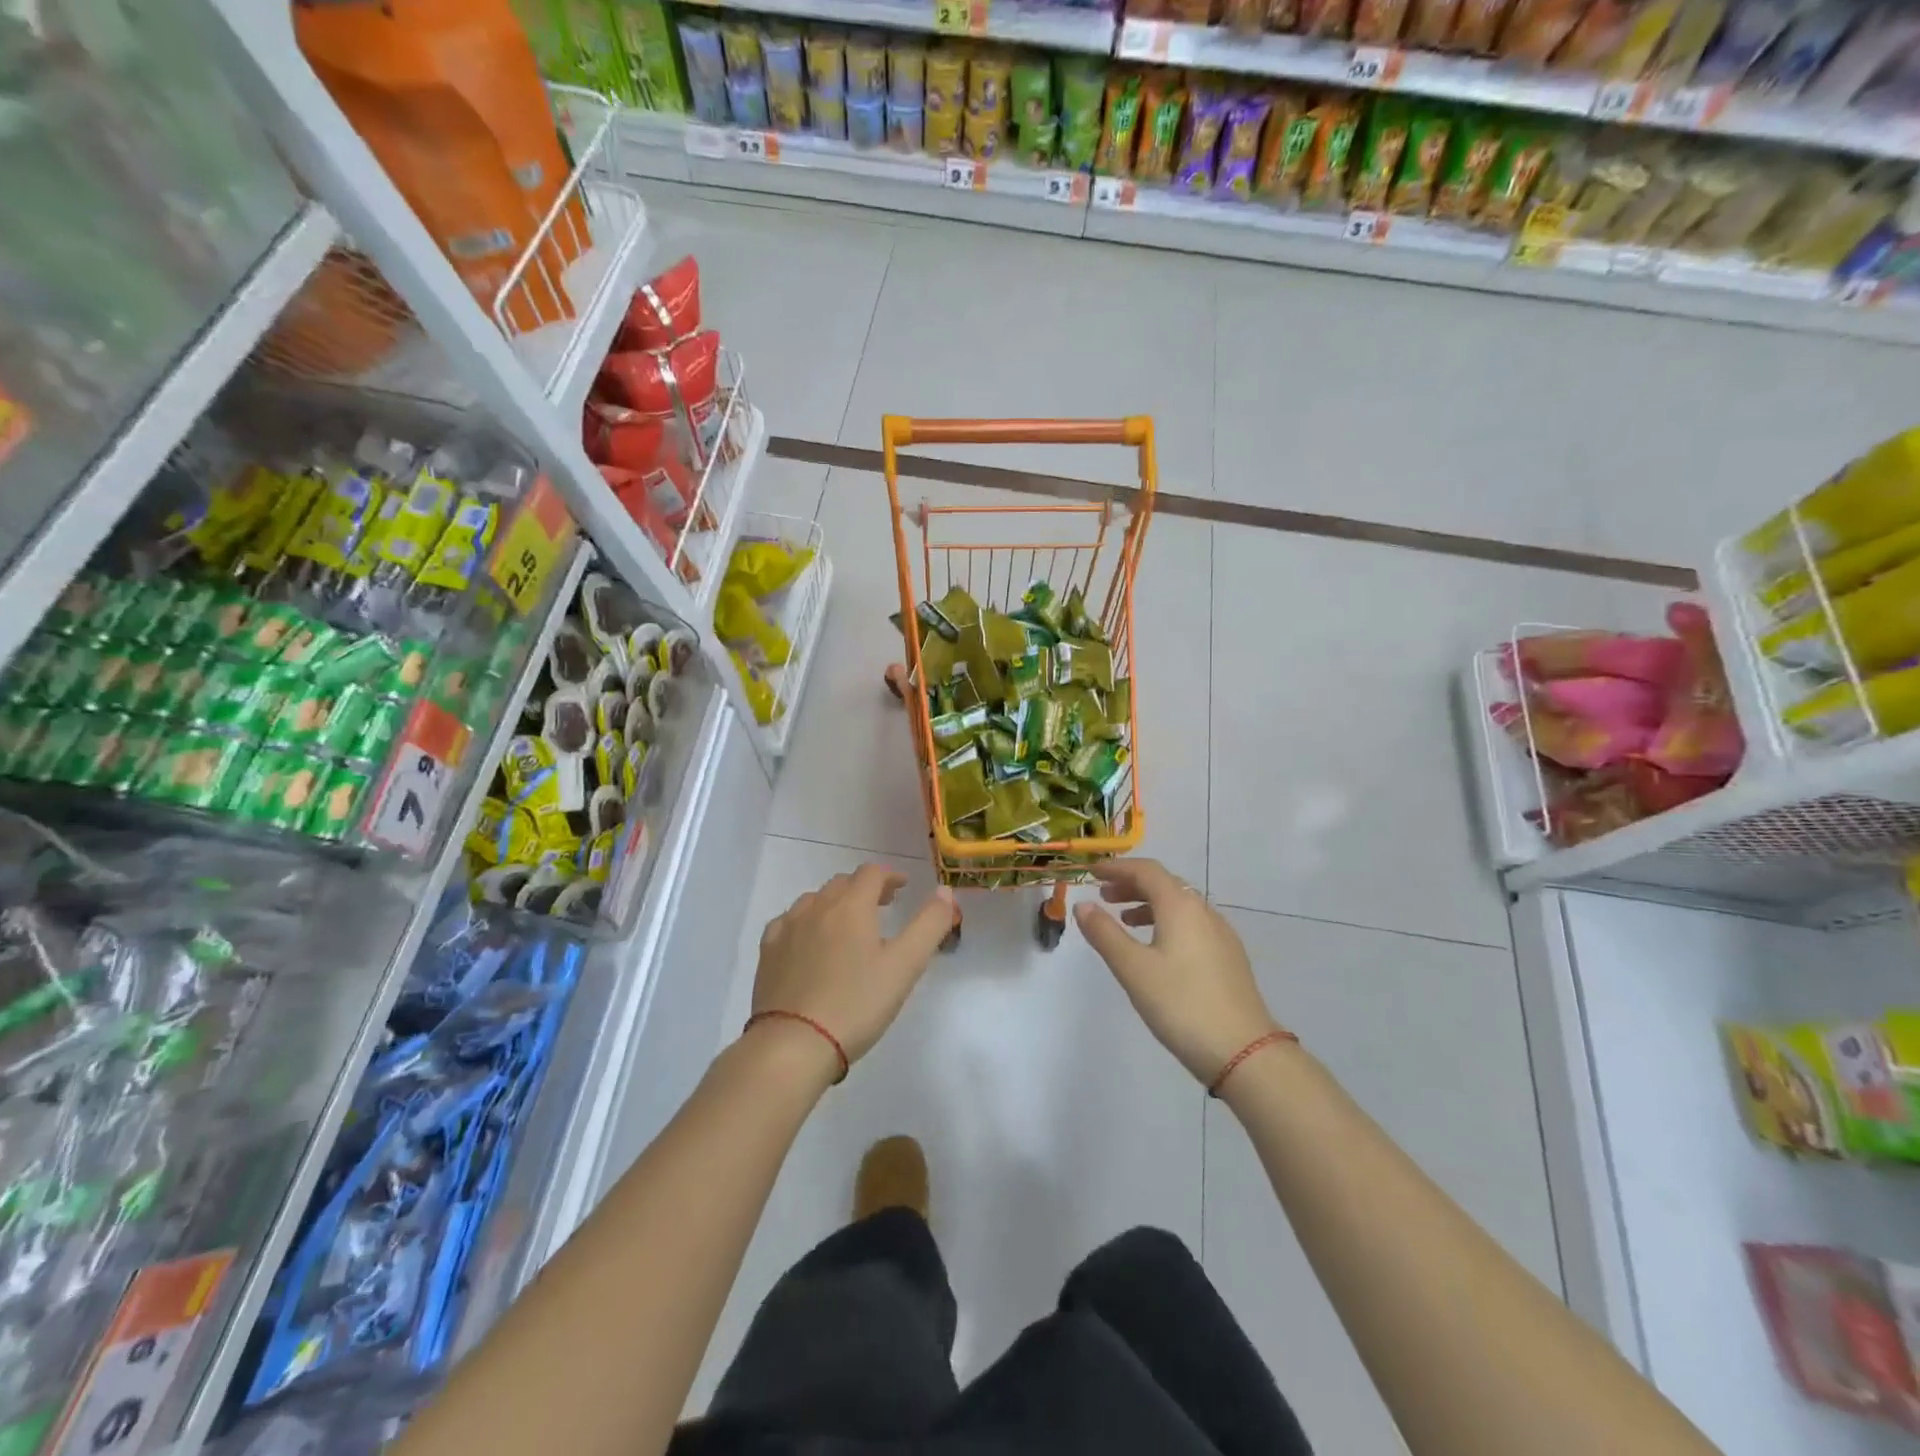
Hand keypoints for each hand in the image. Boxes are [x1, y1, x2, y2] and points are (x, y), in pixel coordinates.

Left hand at [751, 865, 954, 1068]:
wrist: (793, 1044)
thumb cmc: (856, 1004)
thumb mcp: (905, 966)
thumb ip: (930, 924)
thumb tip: (945, 891)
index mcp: (851, 906)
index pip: (872, 873)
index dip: (890, 876)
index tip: (903, 888)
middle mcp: (816, 907)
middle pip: (843, 883)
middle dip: (865, 889)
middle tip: (882, 907)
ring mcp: (787, 928)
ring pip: (814, 900)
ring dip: (835, 904)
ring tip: (848, 925)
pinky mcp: (767, 952)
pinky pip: (789, 922)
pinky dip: (806, 922)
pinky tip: (809, 942)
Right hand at [1074, 859, 1282, 1085]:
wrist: (1244, 1051)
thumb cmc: (1181, 1004)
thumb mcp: (1133, 968)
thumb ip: (1105, 933)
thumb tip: (1082, 905)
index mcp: (1180, 906)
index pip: (1146, 870)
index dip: (1117, 867)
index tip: (1092, 872)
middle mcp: (1203, 911)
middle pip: (1164, 884)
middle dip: (1131, 884)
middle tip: (1103, 896)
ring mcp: (1221, 934)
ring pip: (1179, 905)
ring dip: (1148, 904)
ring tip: (1124, 920)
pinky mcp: (1229, 957)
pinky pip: (1192, 924)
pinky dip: (1167, 922)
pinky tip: (1157, 948)